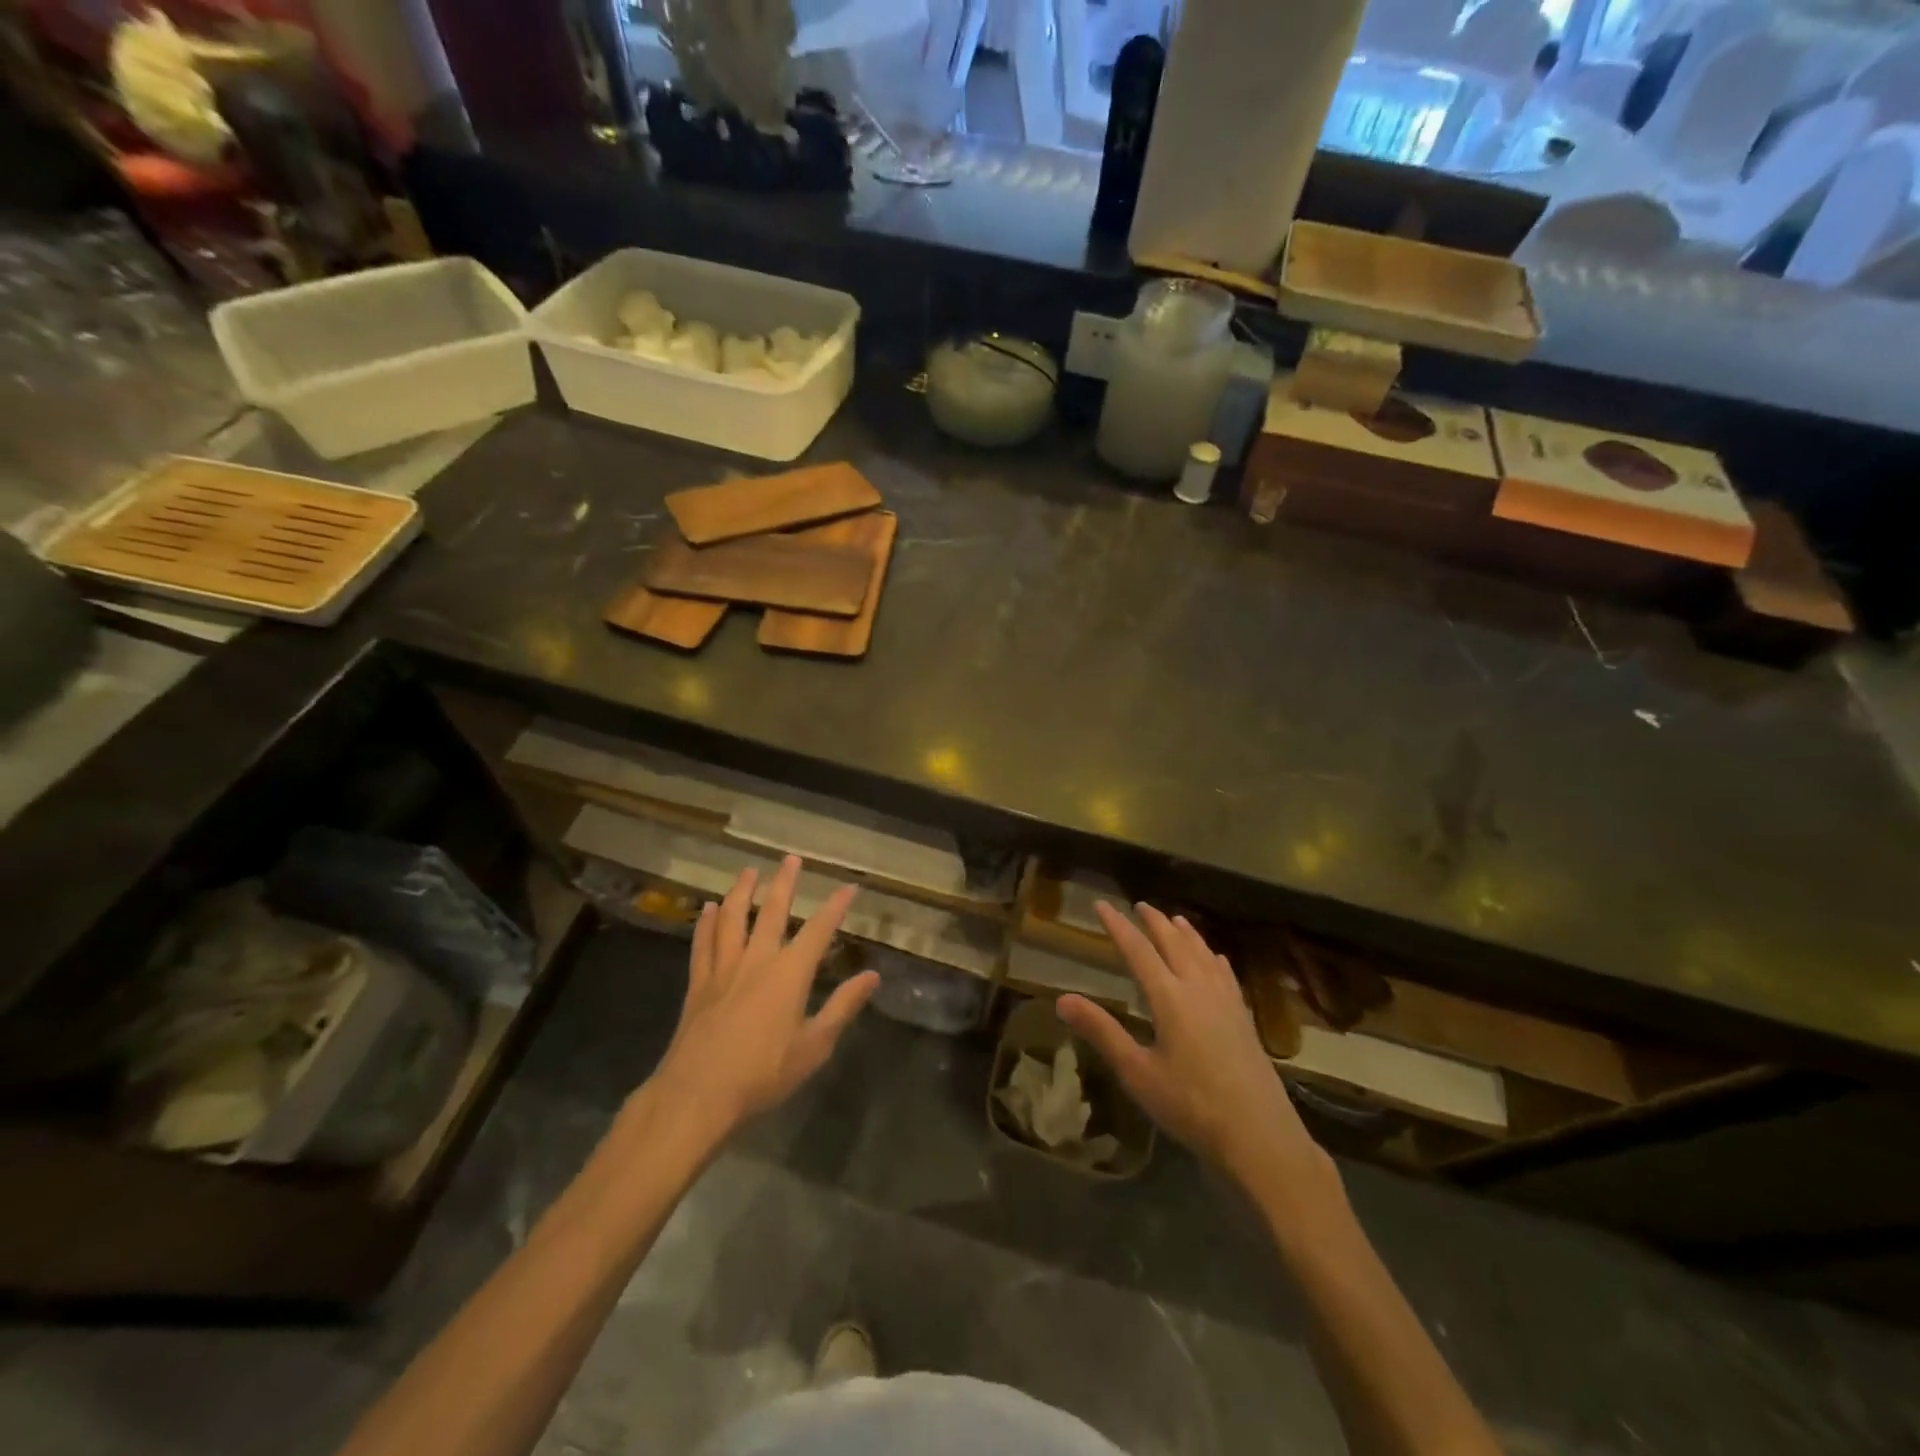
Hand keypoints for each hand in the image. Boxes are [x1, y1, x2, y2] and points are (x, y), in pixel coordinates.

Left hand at [644, 857, 878, 1141]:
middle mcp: (757, 960)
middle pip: (771, 911)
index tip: (849, 886)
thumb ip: (843, 1007)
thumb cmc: (762, 1074)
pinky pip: (702, 944)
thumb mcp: (814, 1046)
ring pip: (732, 918)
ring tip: (749, 871)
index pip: (818, 930)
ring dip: (741, 891)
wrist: (697, 1095)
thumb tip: (872, 976)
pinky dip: (705, 923)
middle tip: (791, 858)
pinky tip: (707, 908)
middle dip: (784, 883)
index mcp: (789, 973)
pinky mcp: (698, 984)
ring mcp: (723, 969)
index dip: (836, 906)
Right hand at [1058, 903, 1332, 1199]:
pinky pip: (1226, 974)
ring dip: (1186, 934)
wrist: (1259, 1135)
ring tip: (1175, 919)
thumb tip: (1062, 999)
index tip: (1101, 905)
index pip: (1138, 950)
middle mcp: (1198, 989)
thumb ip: (1102, 1032)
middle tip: (1140, 905)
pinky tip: (1216, 959)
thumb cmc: (1191, 1105)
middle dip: (1154, 922)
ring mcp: (1226, 1002)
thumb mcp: (1138, 1073)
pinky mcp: (1244, 1018)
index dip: (1118, 926)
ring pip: (1203, 954)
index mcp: (1169, 998)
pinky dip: (1214, 958)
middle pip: (1174, 944)